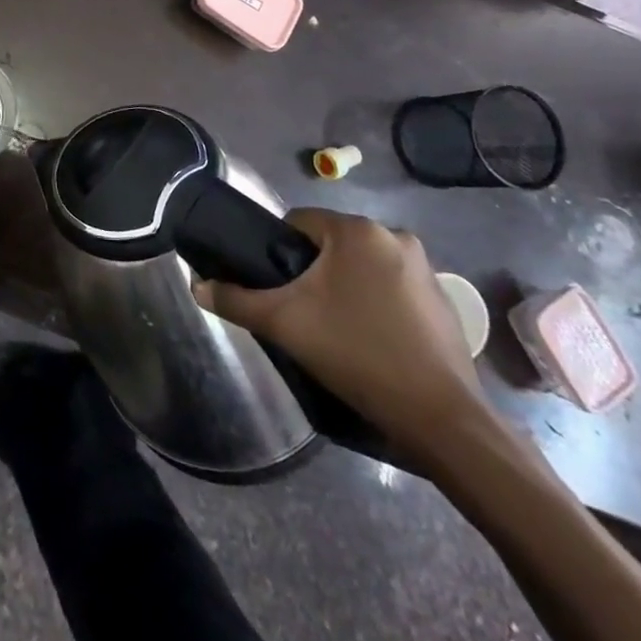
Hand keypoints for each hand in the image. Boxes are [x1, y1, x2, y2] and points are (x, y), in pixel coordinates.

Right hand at [195, 208, 491, 461]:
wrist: (440, 419)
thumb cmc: (356, 352)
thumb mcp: (283, 323)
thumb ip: (236, 299)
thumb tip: (197, 285)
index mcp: (358, 230)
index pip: (299, 222)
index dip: (278, 250)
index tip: (274, 286)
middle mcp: (395, 236)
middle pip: (332, 244)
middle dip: (313, 271)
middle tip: (300, 311)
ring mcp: (426, 269)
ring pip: (363, 266)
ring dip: (345, 287)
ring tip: (333, 329)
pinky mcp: (444, 302)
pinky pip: (392, 288)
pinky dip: (376, 304)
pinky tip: (370, 341)